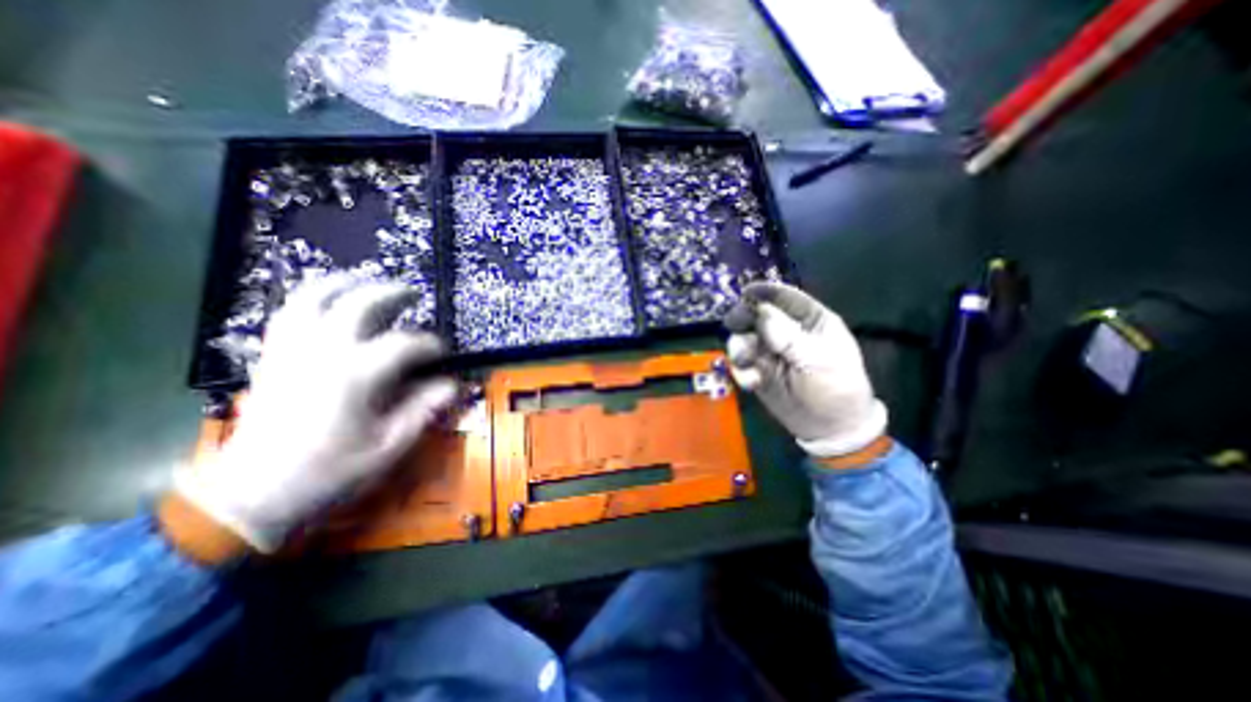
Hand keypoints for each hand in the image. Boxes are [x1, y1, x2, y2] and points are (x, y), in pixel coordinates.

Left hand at [169, 273, 456, 554]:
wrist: (252, 494)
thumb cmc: (330, 471)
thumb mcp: (389, 446)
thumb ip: (422, 410)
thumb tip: (452, 386)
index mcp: (356, 375)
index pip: (405, 344)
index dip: (431, 344)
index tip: (444, 352)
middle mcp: (323, 352)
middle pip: (359, 304)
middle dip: (390, 293)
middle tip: (412, 293)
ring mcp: (292, 350)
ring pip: (313, 298)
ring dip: (344, 284)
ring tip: (366, 280)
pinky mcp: (272, 357)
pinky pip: (288, 313)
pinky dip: (310, 299)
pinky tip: (326, 302)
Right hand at [724, 282, 887, 458]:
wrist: (829, 428)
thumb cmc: (836, 388)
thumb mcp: (819, 361)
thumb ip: (790, 337)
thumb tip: (762, 313)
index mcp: (810, 321)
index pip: (786, 298)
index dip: (766, 293)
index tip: (746, 294)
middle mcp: (786, 331)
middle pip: (758, 315)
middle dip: (744, 318)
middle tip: (733, 324)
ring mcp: (769, 351)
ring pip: (743, 338)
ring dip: (739, 347)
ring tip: (745, 362)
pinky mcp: (757, 370)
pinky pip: (740, 363)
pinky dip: (740, 370)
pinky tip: (751, 382)